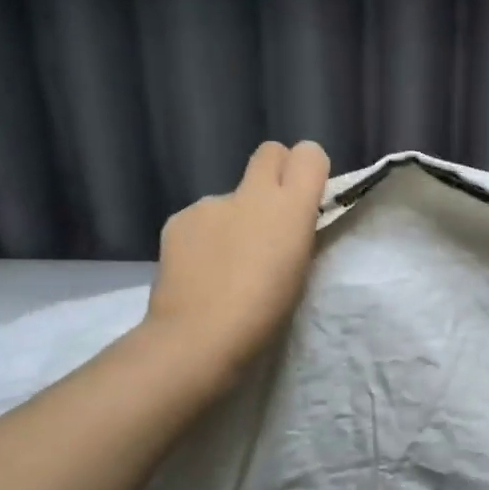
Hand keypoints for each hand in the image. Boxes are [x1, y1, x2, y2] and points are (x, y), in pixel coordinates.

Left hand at [142, 140, 329, 387]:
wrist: (199, 337)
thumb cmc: (266, 312)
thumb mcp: (301, 269)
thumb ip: (297, 233)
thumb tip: (288, 221)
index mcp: (291, 207)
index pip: (309, 154)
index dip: (309, 170)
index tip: (307, 197)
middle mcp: (252, 193)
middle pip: (270, 153)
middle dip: (275, 173)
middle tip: (271, 216)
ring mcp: (211, 203)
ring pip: (233, 195)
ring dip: (236, 217)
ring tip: (229, 262)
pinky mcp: (179, 219)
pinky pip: (202, 218)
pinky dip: (206, 237)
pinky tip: (202, 269)